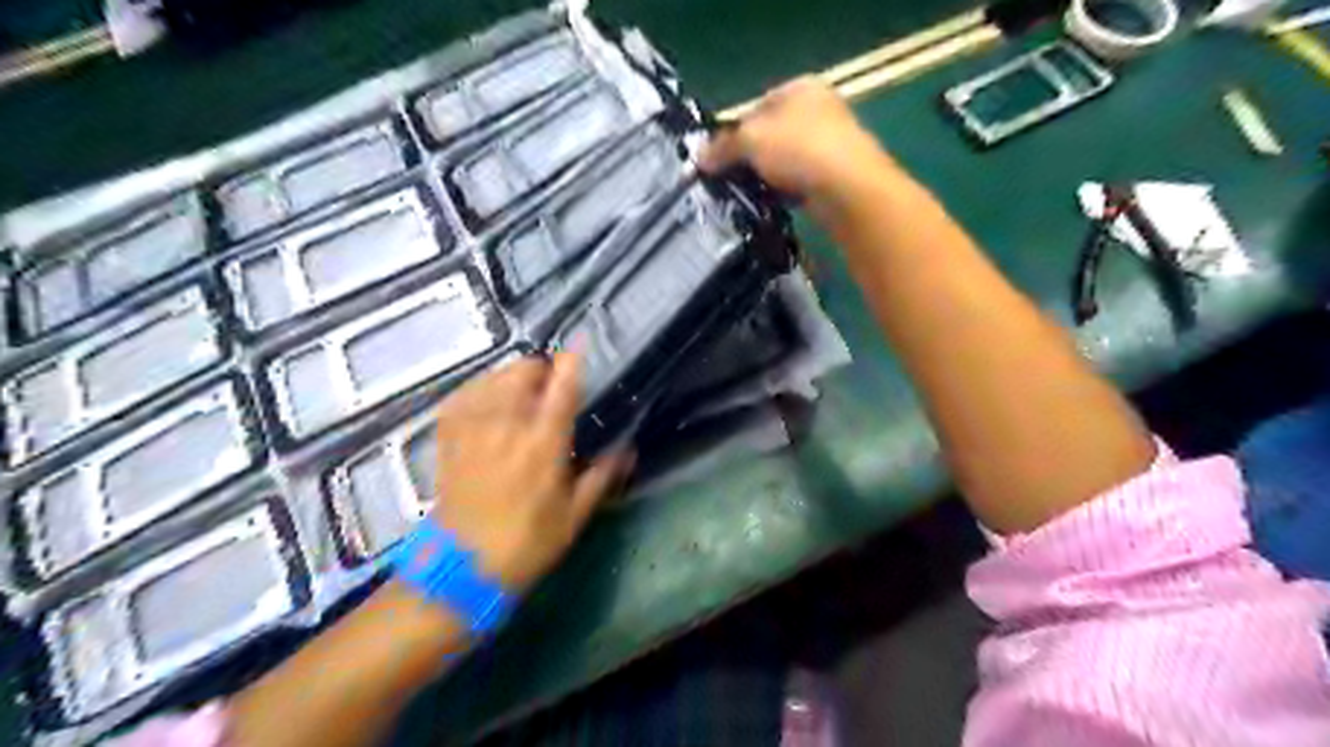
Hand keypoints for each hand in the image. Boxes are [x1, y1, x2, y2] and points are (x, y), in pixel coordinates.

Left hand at [430, 354, 629, 591]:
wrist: (461, 567)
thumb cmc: (526, 542)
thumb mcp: (574, 515)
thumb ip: (602, 476)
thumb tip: (629, 450)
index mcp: (543, 443)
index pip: (562, 387)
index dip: (572, 360)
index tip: (580, 345)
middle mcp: (506, 425)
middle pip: (523, 370)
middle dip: (541, 370)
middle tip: (550, 390)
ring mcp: (473, 427)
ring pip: (493, 376)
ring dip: (512, 377)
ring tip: (520, 395)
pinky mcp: (448, 435)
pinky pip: (464, 393)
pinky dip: (481, 389)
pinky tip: (488, 402)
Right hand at [696, 77, 903, 213]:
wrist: (850, 190)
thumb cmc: (799, 149)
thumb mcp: (751, 140)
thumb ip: (723, 147)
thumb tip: (698, 158)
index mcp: (802, 88)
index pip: (757, 106)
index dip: (734, 132)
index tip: (717, 158)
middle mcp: (820, 110)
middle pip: (771, 136)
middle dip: (749, 158)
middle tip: (728, 180)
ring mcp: (831, 145)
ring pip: (785, 163)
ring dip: (766, 179)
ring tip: (746, 196)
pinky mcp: (837, 178)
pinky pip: (799, 185)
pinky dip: (785, 194)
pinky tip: (772, 206)